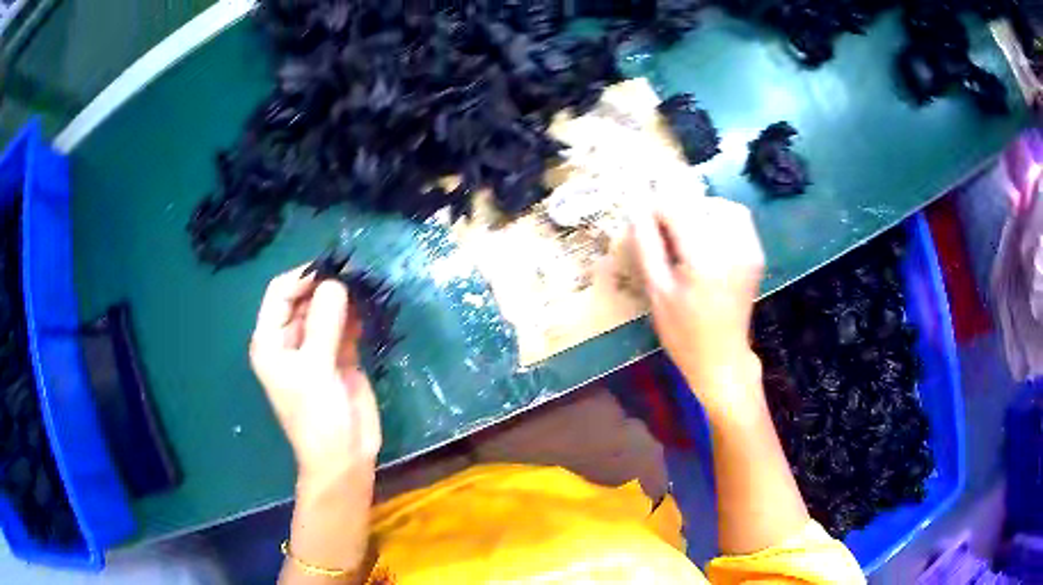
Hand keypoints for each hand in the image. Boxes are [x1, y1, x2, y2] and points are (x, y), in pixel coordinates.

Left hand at [249, 266, 381, 482]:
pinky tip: (370, 310)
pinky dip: (356, 316)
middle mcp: (291, 339)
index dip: (303, 277)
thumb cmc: (317, 417)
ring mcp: (316, 347)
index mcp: (271, 340)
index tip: (333, 269)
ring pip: (328, 309)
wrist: (344, 456)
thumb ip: (324, 323)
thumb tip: (337, 282)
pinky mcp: (340, 355)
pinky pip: (346, 325)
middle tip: (357, 275)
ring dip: (345, 298)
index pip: (280, 293)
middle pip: (305, 297)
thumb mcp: (315, 369)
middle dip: (327, 285)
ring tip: (367, 286)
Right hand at [630, 197, 764, 419]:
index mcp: (703, 260)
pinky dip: (719, 218)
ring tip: (685, 233)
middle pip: (698, 203)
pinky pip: (738, 218)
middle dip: (675, 209)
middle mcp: (731, 248)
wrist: (722, 359)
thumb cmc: (683, 333)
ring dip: (699, 210)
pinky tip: (707, 239)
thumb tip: (634, 209)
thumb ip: (646, 245)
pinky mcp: (756, 253)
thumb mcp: (657, 291)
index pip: (675, 208)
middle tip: (662, 232)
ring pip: (721, 206)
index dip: (654, 207)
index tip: (641, 221)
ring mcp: (749, 250)